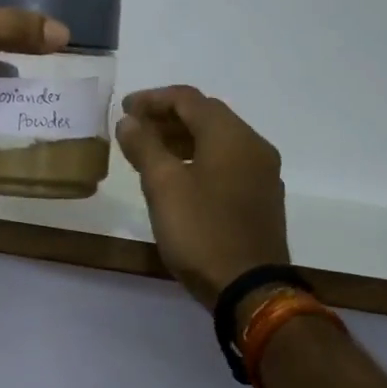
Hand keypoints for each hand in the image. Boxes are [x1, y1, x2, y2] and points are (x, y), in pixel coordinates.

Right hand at [114, 86, 289, 306]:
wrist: (250, 288)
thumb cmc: (201, 231)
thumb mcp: (162, 186)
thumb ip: (144, 146)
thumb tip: (129, 121)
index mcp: (230, 136)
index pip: (188, 99)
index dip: (153, 99)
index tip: (124, 109)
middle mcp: (253, 146)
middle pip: (206, 116)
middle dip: (167, 117)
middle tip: (134, 128)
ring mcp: (261, 173)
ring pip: (217, 140)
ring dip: (182, 138)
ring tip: (149, 151)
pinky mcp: (261, 197)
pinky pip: (227, 162)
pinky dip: (199, 158)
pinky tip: (177, 176)